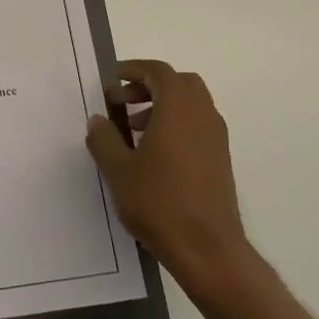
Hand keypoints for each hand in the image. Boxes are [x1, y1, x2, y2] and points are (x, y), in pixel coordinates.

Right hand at [86, 60, 262, 306]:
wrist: (207, 248)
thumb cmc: (159, 202)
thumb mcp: (118, 170)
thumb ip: (104, 139)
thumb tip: (99, 120)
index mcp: (178, 108)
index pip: (158, 72)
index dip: (133, 70)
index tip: (111, 80)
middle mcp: (202, 114)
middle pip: (179, 83)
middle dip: (149, 86)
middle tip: (122, 102)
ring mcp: (216, 137)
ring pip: (190, 105)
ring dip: (162, 106)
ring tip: (132, 129)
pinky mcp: (220, 158)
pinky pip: (197, 125)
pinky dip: (175, 124)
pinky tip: (152, 153)